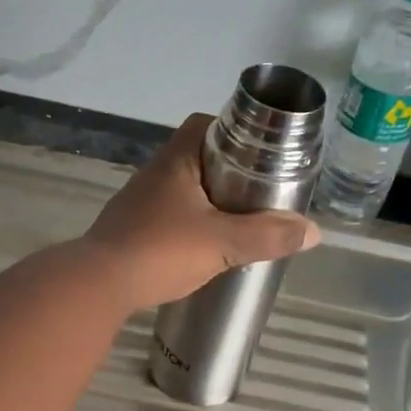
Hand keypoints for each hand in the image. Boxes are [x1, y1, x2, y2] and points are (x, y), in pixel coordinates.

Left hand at [84, 114, 318, 311]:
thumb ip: (267, 236)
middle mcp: (154, 174)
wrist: (98, 285)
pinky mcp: (130, 229)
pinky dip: (188, 223)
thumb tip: (312, 231)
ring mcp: (138, 202)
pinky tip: (203, 245)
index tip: (259, 150)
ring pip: (181, 189)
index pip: (204, 125)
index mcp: (176, 162)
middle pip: (196, 158)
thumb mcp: (222, 243)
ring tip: (237, 219)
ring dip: (207, 200)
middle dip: (227, 170)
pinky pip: (167, 215)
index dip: (233, 131)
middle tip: (257, 190)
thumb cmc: (160, 250)